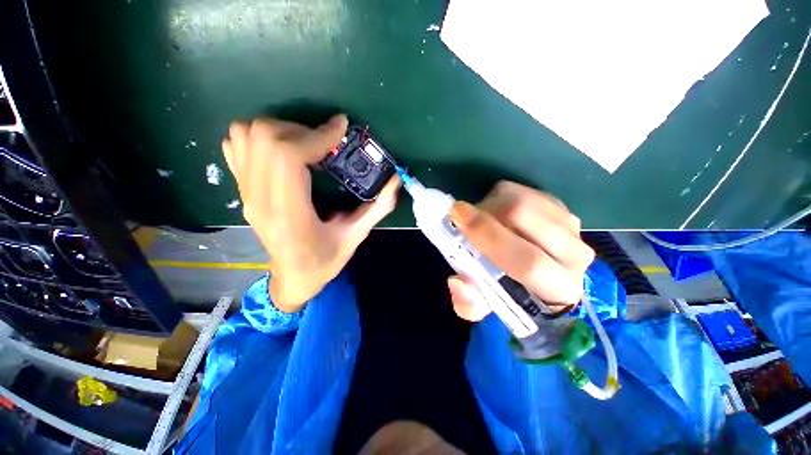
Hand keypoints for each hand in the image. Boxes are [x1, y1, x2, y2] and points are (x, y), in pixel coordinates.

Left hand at [222, 115, 399, 312]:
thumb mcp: (356, 236)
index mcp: (289, 213)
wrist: (293, 278)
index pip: (288, 156)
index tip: (341, 128)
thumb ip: (378, 207)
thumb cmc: (324, 262)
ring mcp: (246, 192)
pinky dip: (258, 136)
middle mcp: (260, 198)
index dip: (317, 135)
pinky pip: (236, 145)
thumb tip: (396, 179)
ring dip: (279, 129)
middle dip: (301, 130)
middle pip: (265, 137)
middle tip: (325, 141)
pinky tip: (282, 150)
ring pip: (246, 135)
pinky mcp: (242, 190)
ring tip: (305, 144)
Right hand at [446, 181, 594, 321]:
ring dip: (492, 204)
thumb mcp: (484, 307)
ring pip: (525, 200)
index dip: (489, 235)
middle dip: (485, 212)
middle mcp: (573, 256)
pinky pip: (525, 192)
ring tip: (481, 218)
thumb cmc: (509, 293)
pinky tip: (497, 214)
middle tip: (463, 216)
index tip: (457, 215)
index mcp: (557, 288)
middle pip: (525, 217)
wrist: (541, 275)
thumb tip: (457, 282)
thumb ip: (469, 303)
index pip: (528, 260)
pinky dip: (502, 198)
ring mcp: (571, 227)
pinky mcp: (563, 208)